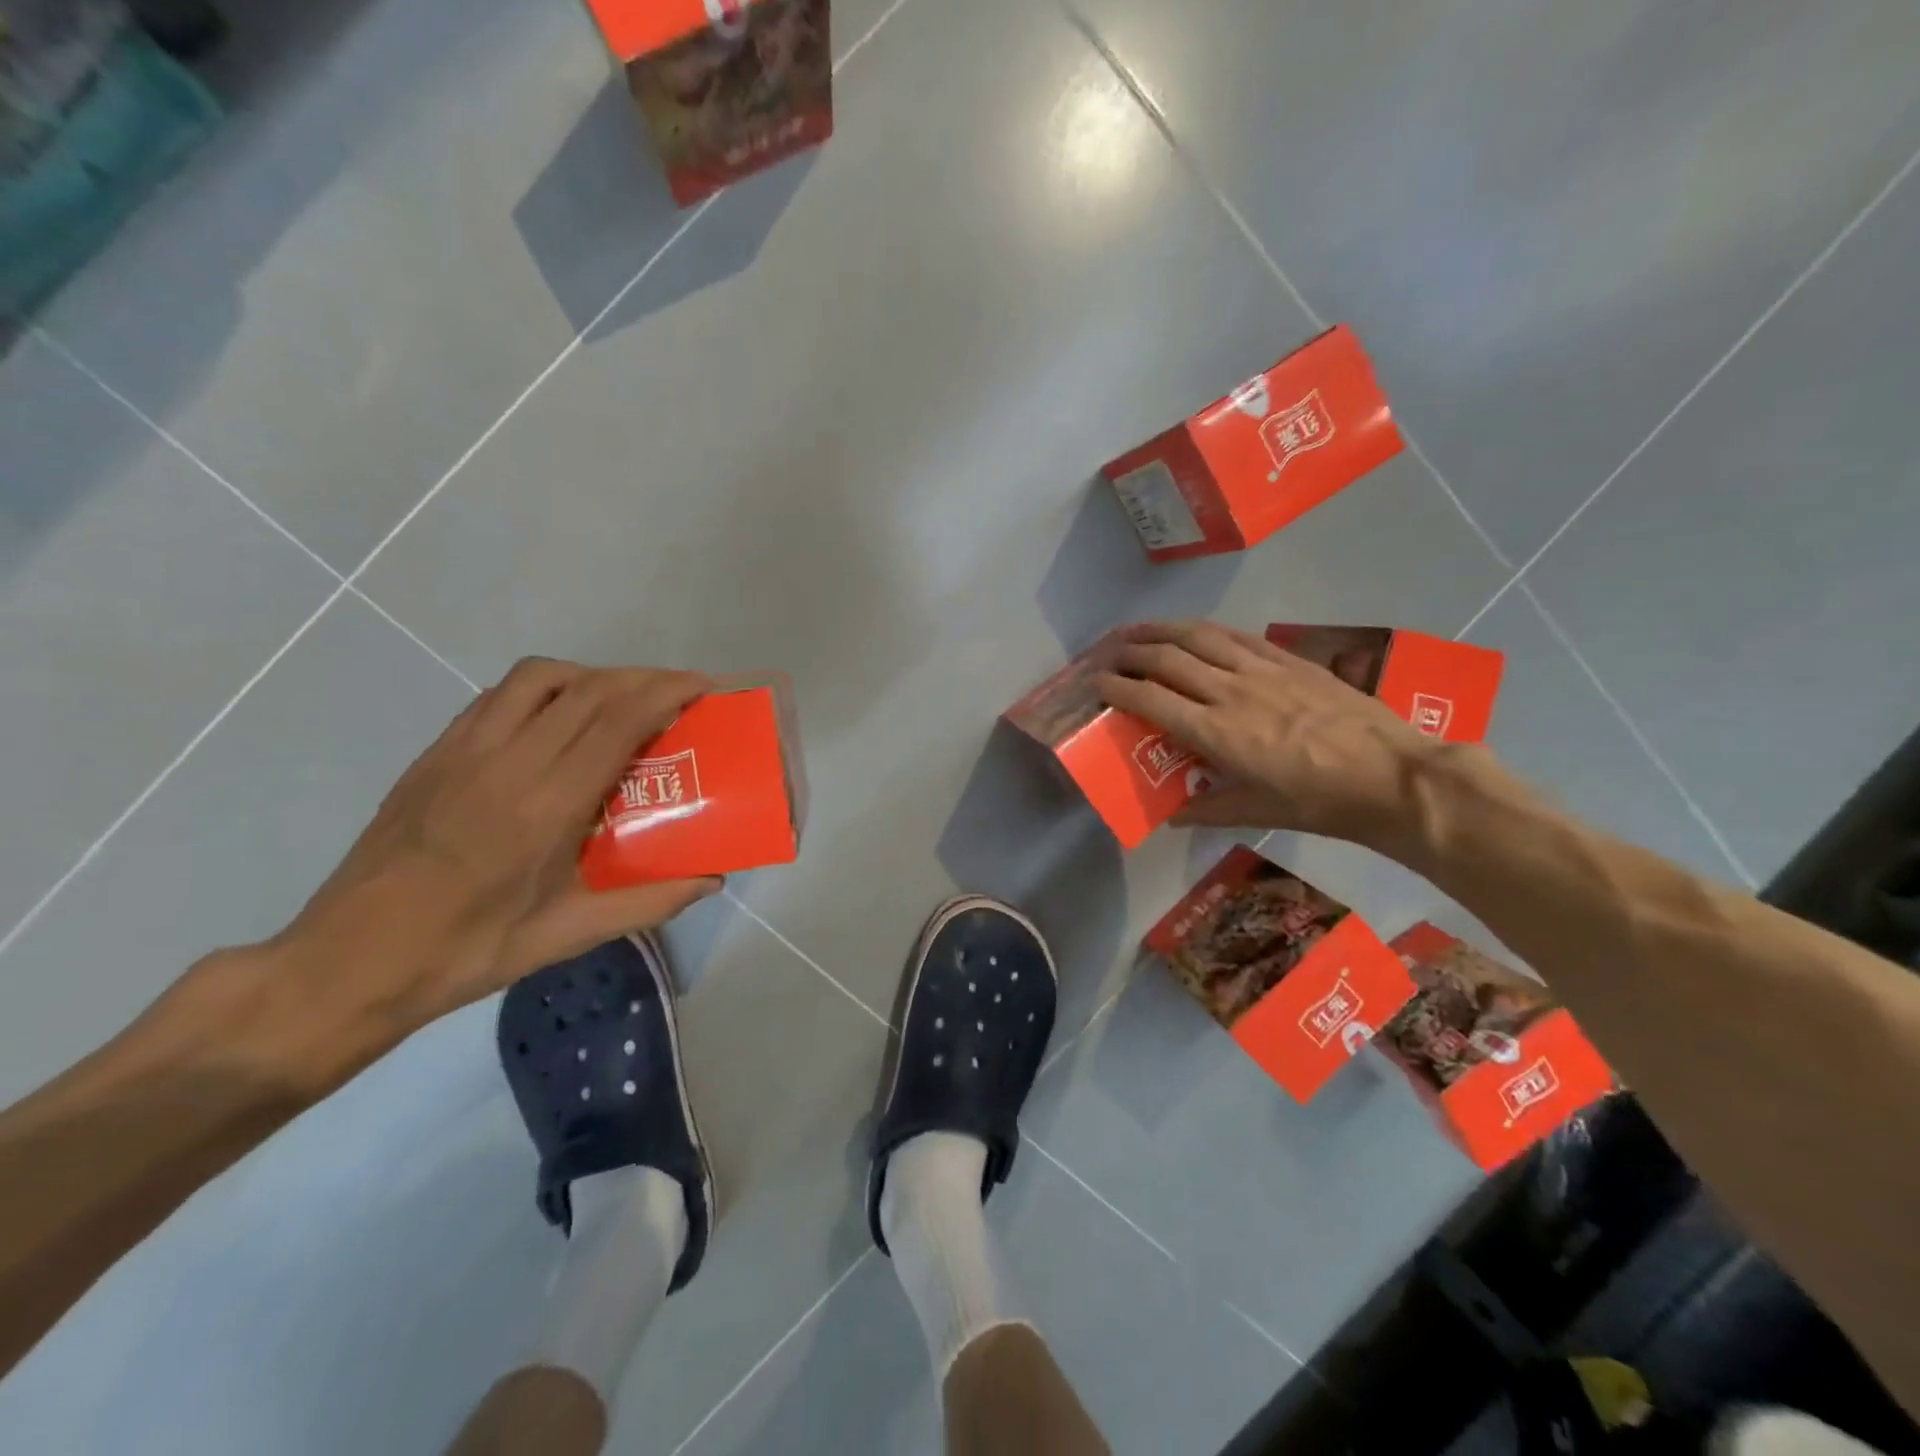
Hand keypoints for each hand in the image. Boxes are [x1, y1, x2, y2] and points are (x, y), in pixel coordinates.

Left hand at [269, 658, 722, 1043]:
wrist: (349, 962)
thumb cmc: (467, 952)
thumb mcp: (568, 935)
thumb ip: (649, 902)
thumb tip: (712, 880)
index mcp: (545, 807)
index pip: (616, 721)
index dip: (664, 692)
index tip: (701, 686)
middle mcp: (506, 762)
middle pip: (588, 689)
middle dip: (643, 677)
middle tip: (679, 691)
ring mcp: (463, 751)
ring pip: (539, 678)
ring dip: (592, 675)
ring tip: (620, 700)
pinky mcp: (435, 754)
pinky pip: (498, 696)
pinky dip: (544, 689)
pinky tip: (558, 719)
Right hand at [1097, 620, 1444, 848]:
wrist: (1394, 776)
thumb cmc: (1322, 802)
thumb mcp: (1260, 811)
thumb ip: (1210, 808)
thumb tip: (1173, 817)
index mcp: (1217, 733)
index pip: (1153, 701)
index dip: (1119, 689)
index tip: (1097, 684)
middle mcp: (1231, 693)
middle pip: (1168, 660)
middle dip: (1131, 652)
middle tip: (1108, 653)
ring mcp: (1262, 671)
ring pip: (1199, 637)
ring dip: (1162, 630)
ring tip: (1138, 629)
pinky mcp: (1289, 661)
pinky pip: (1237, 636)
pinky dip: (1206, 629)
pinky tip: (1194, 629)